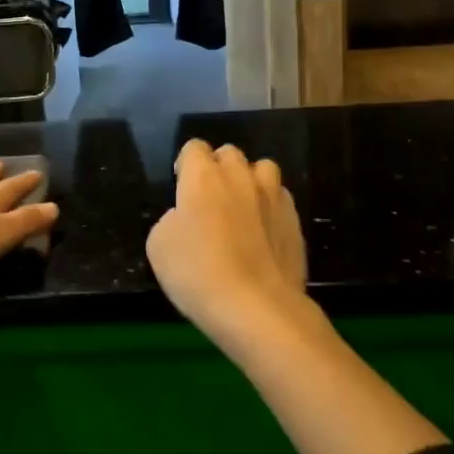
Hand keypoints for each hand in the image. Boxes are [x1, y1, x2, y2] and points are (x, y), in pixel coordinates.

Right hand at [147, 140, 309, 346]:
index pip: (194, 148)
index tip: (182, 187)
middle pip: (229, 154)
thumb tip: (187, 216)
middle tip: (211, 199)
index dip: (186, 165)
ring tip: (243, 208)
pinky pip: (280, 198)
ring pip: (262, 169)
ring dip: (250, 180)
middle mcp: (240, 176)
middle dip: (219, 168)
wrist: (255, 306)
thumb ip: (172, 219)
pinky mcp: (294, 219)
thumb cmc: (197, 273)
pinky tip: (264, 232)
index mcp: (203, 176)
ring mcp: (272, 195)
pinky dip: (271, 206)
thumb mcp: (159, 246)